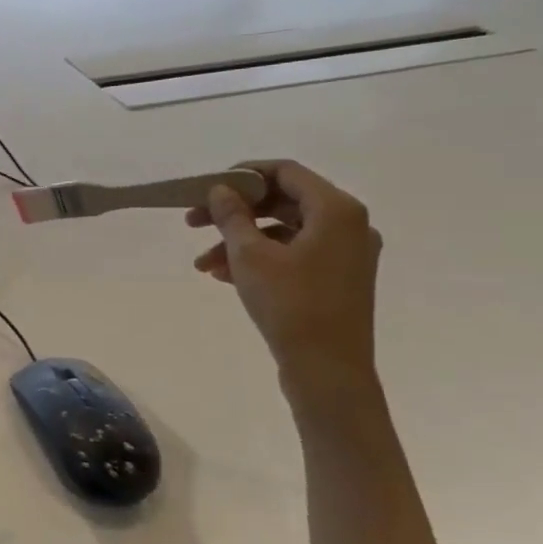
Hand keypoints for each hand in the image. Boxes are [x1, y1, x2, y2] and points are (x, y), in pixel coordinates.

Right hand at [186, 160, 381, 387]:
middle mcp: (349, 225)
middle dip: (235, 213)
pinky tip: (224, 276)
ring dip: (240, 241)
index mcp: (336, 210)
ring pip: (284, 232)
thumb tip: (221, 189)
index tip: (208, 188)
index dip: (243, 175)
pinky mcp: (338, 279)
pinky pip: (294, 255)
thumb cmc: (291, 305)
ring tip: (203, 264)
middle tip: (193, 223)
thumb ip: (232, 216)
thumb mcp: (250, 255)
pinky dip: (260, 259)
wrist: (328, 371)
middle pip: (283, 202)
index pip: (285, 172)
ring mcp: (346, 254)